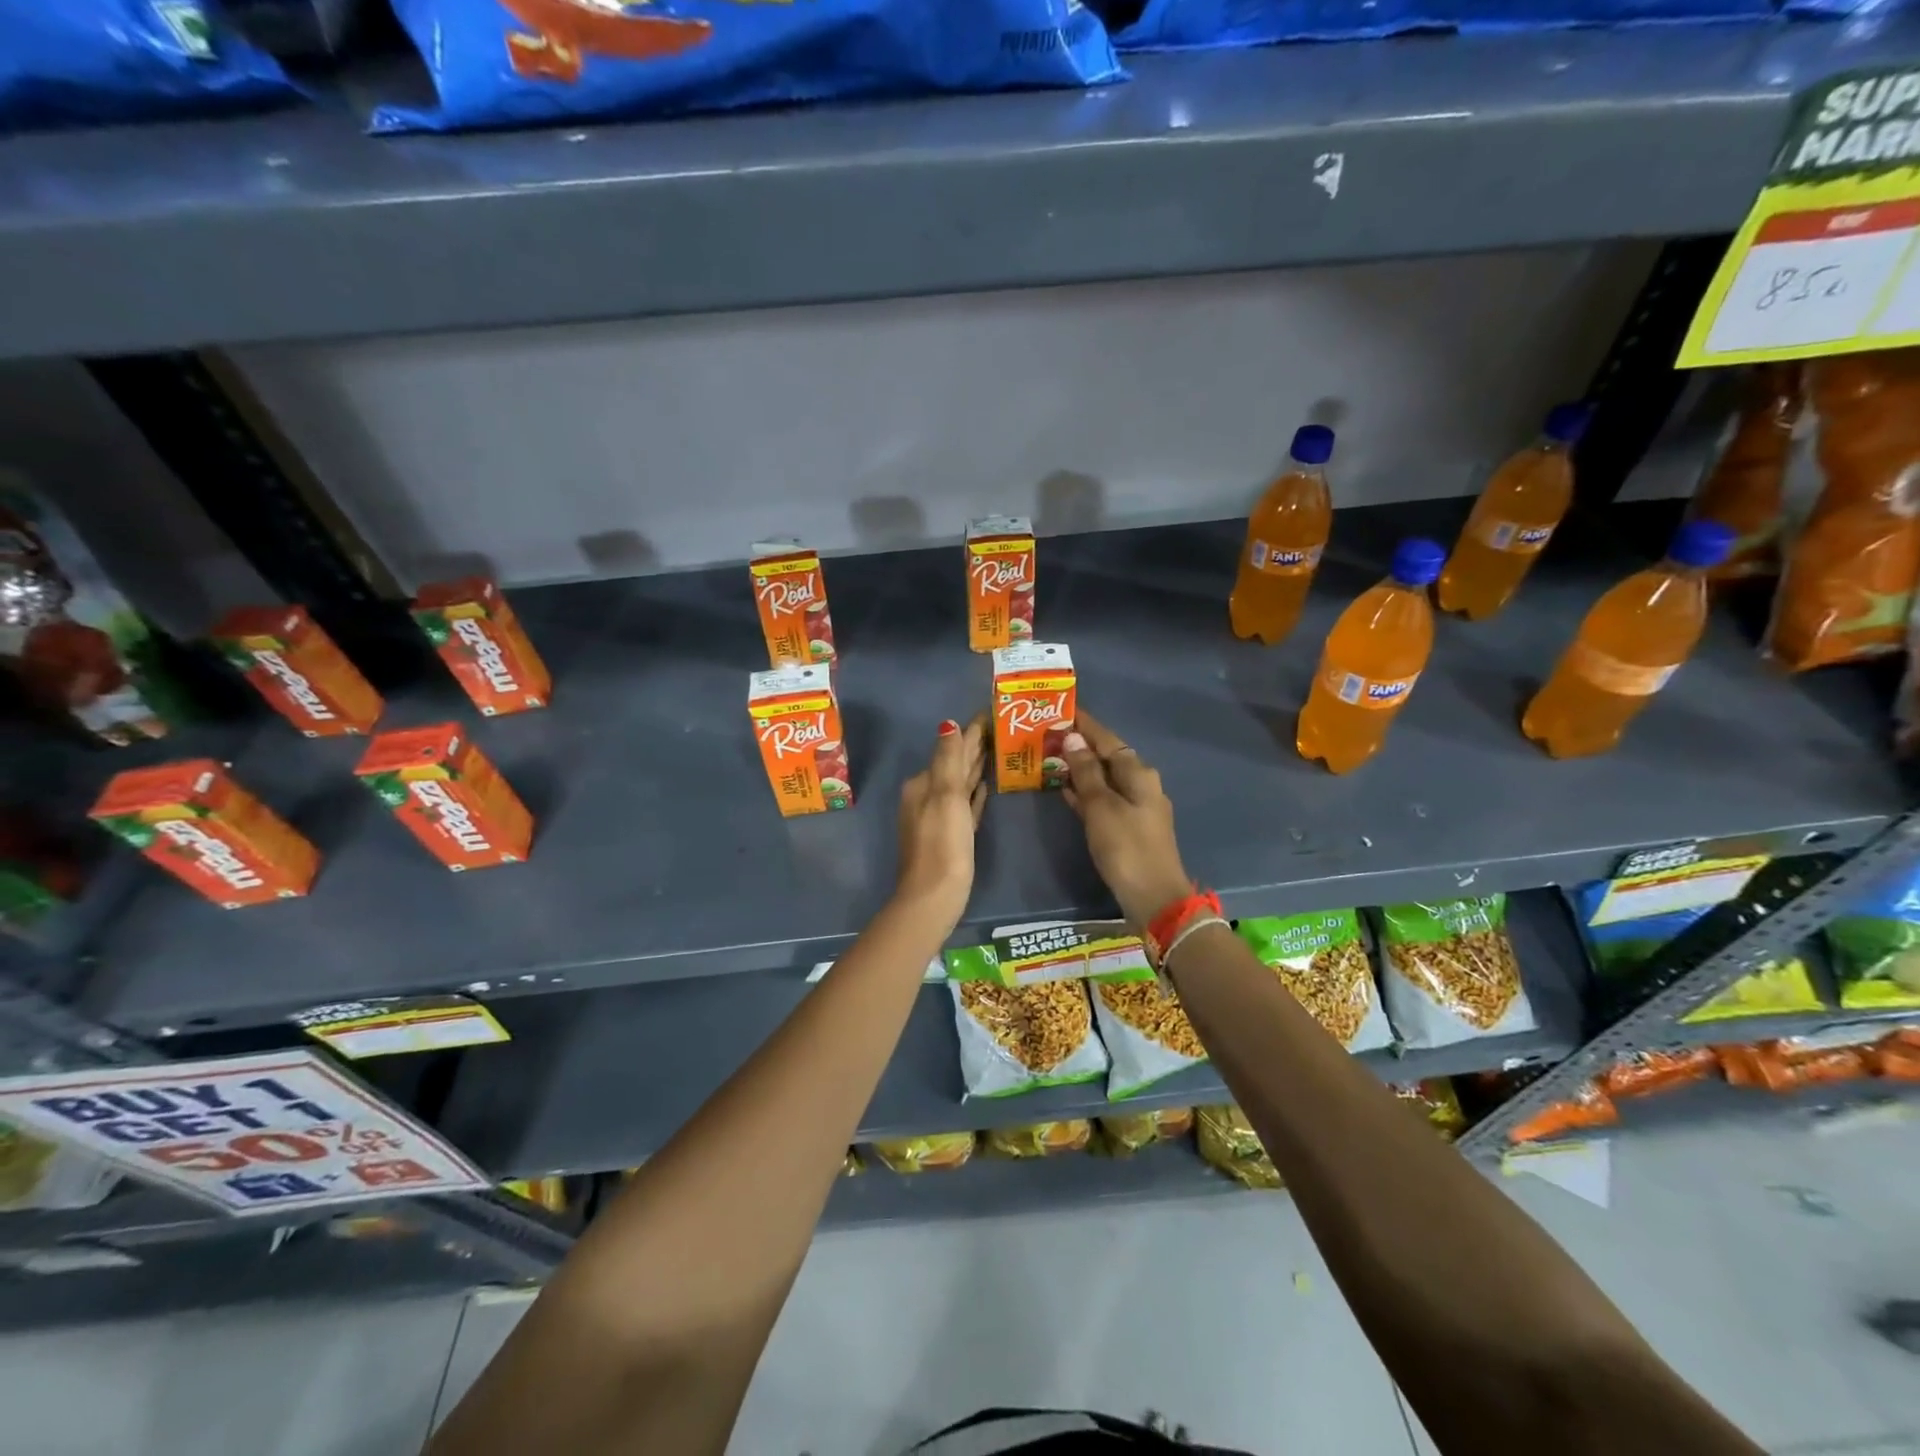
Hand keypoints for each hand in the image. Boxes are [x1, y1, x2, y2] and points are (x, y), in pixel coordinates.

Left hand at [894, 713, 986, 924]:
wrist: (934, 895)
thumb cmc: (942, 843)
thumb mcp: (945, 796)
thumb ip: (948, 759)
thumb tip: (948, 724)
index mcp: (924, 784)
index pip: (951, 748)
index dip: (972, 731)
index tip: (992, 712)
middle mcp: (927, 796)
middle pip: (955, 764)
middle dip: (974, 746)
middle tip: (1001, 727)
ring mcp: (939, 817)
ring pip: (961, 784)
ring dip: (976, 767)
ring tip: (997, 750)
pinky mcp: (952, 836)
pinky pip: (965, 805)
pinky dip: (974, 794)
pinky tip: (985, 788)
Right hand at [1060, 710, 1192, 929]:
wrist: (1154, 898)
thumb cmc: (1126, 847)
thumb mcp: (1101, 807)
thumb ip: (1086, 772)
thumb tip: (1074, 738)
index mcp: (1138, 773)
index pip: (1107, 739)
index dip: (1085, 725)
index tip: (1062, 710)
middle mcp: (1141, 784)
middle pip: (1107, 757)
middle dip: (1080, 746)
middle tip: (1048, 735)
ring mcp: (1137, 807)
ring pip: (1104, 779)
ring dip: (1080, 769)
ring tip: (1050, 759)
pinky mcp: (1129, 827)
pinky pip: (1104, 799)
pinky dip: (1085, 792)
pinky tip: (1065, 791)